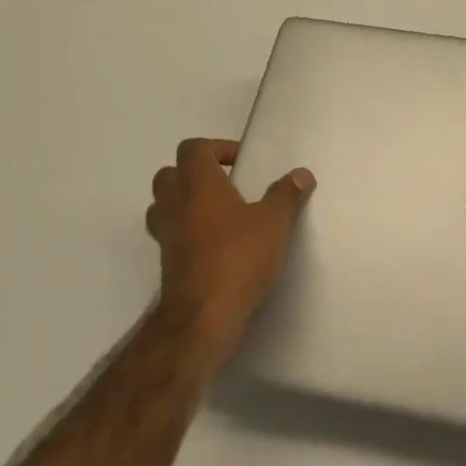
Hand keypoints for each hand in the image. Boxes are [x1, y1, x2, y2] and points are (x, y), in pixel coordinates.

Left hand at [145, 138, 315, 359]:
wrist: (202, 317)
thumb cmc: (237, 258)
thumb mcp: (273, 223)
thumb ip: (286, 195)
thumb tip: (301, 174)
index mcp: (198, 184)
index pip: (193, 148)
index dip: (216, 148)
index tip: (242, 164)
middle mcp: (175, 203)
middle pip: (170, 173)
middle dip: (195, 174)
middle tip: (227, 186)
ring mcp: (166, 234)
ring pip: (164, 204)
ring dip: (186, 202)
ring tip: (219, 214)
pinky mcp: (167, 262)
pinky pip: (171, 234)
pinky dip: (187, 232)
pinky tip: (215, 245)